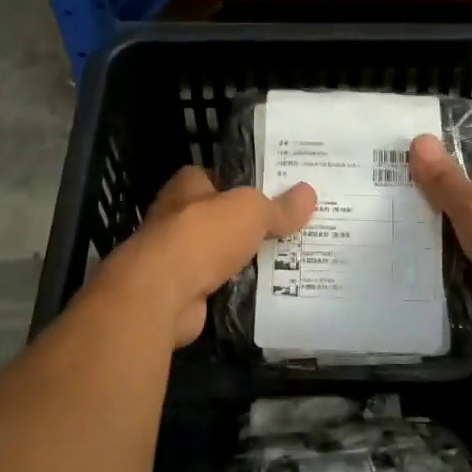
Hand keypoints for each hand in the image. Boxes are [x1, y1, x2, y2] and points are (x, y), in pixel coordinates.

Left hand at [105, 167, 316, 346]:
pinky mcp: (182, 291)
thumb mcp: (250, 211)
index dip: (242, 182)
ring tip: (289, 260)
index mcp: (187, 187)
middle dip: (248, 224)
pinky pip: (219, 284)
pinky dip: (238, 287)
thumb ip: (278, 206)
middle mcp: (177, 218)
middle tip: (290, 227)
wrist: (162, 294)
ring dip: (244, 258)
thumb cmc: (202, 236)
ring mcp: (176, 257)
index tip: (274, 191)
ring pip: (220, 253)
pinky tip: (268, 290)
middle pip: (220, 216)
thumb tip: (309, 193)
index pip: (216, 177)